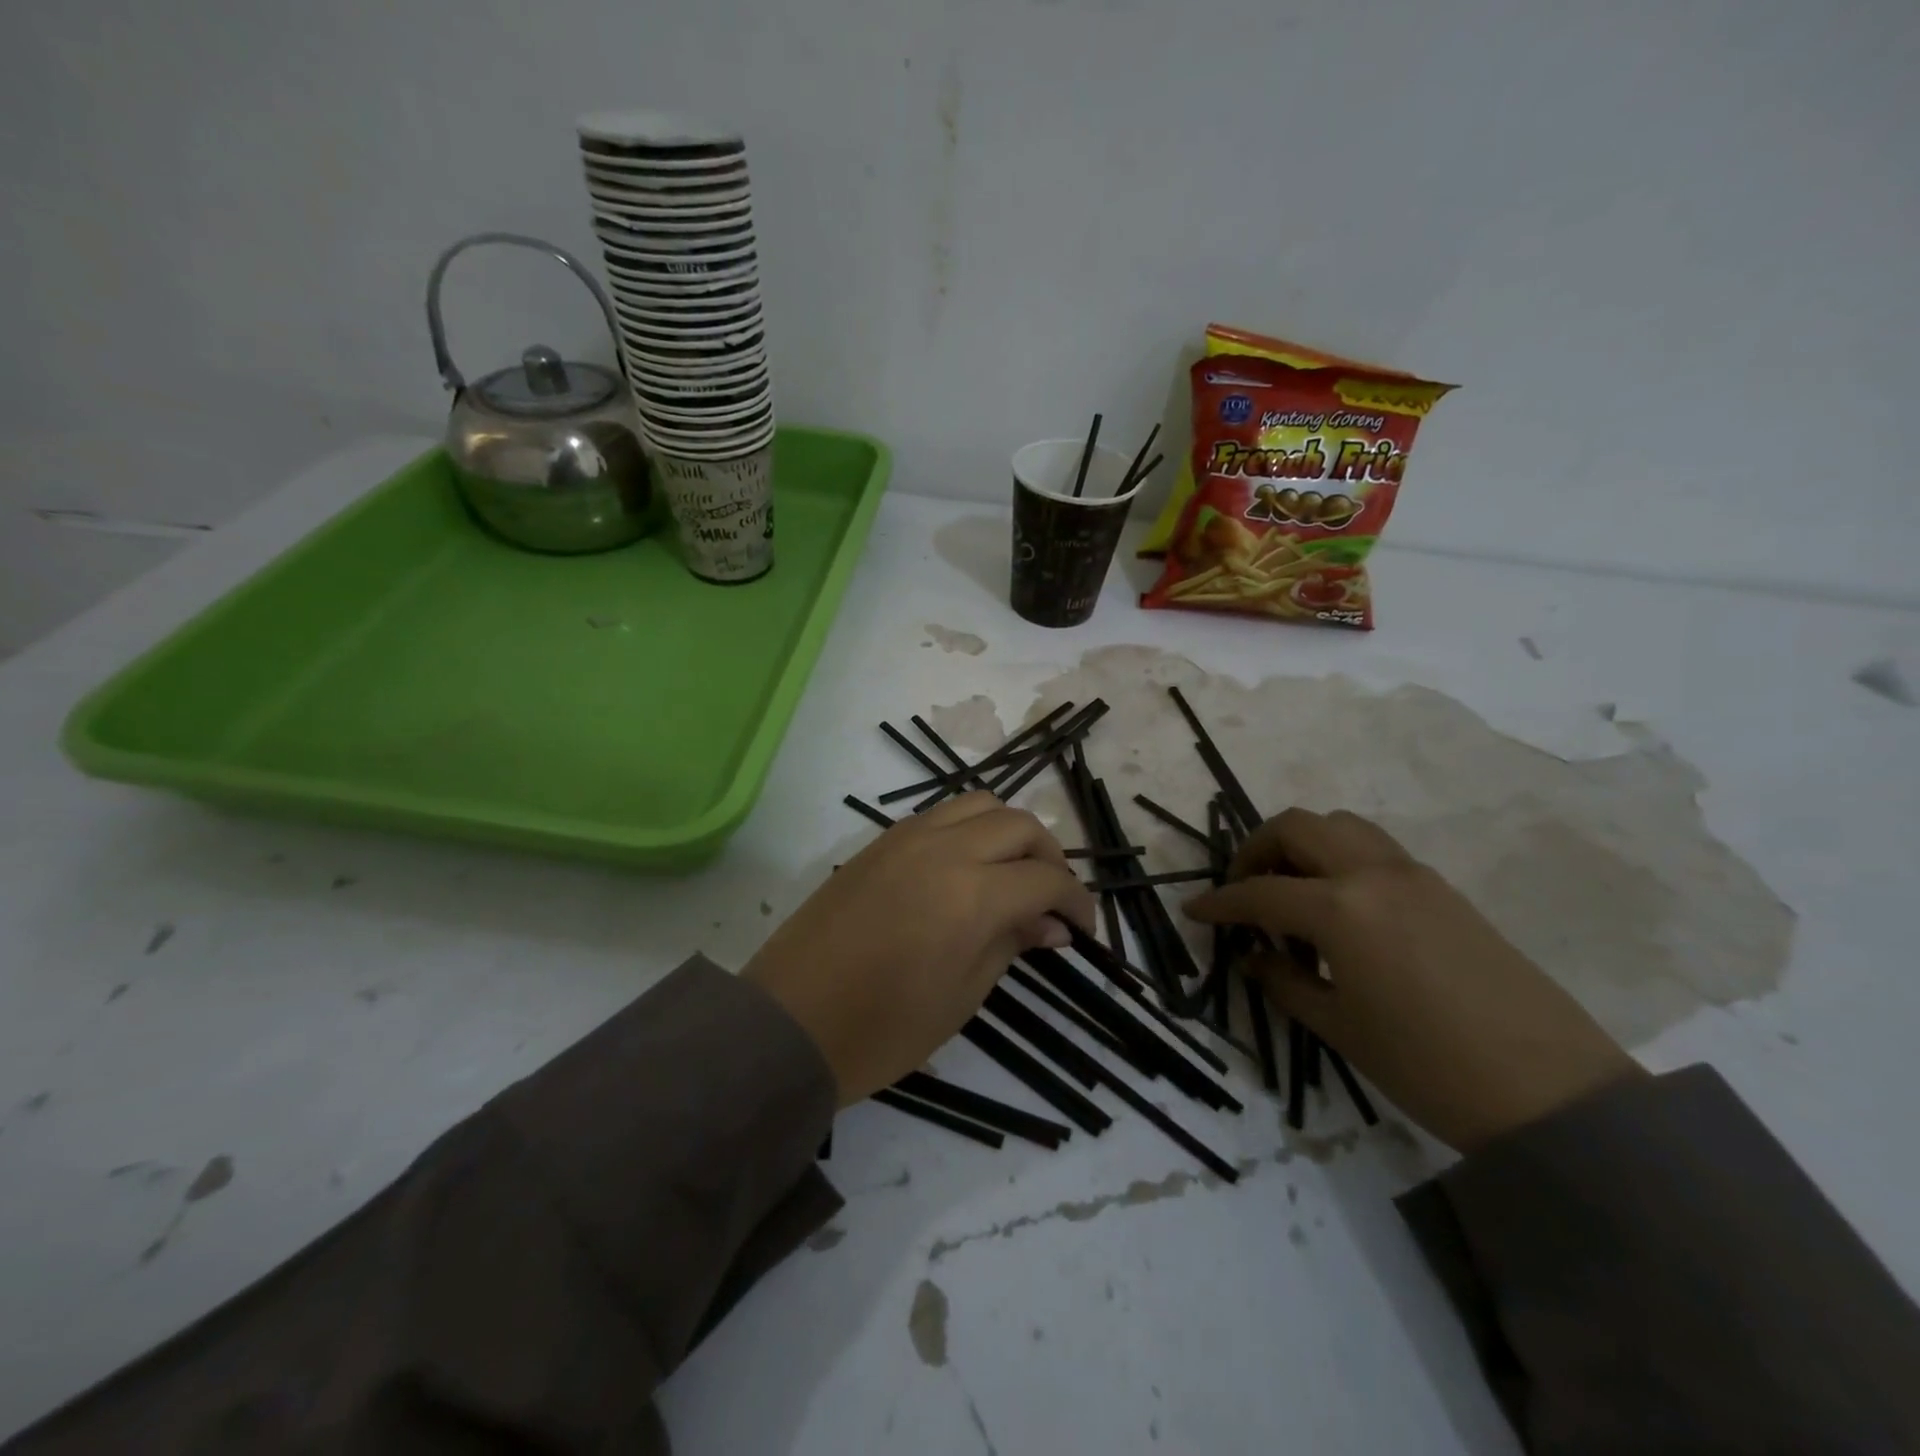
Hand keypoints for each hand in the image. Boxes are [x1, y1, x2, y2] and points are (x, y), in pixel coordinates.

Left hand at [744, 793, 1095, 1106]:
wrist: (789, 1023)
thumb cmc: (882, 1029)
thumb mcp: (962, 995)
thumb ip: (1011, 943)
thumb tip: (1052, 924)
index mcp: (972, 893)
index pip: (1045, 878)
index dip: (1075, 902)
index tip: (1082, 929)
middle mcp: (944, 848)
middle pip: (1020, 824)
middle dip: (1049, 857)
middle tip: (1052, 900)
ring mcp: (907, 837)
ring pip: (980, 804)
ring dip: (1010, 831)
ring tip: (1012, 873)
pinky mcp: (880, 841)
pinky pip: (940, 814)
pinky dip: (969, 829)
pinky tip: (967, 867)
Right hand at [1184, 808, 1640, 1152]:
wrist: (1552, 1094)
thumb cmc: (1428, 1067)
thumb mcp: (1339, 1027)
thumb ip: (1283, 982)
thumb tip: (1253, 958)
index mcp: (1340, 908)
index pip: (1259, 891)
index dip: (1219, 902)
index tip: (1194, 910)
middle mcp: (1373, 874)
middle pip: (1297, 826)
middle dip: (1257, 849)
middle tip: (1244, 890)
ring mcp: (1414, 875)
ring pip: (1340, 826)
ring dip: (1302, 845)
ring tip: (1291, 893)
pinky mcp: (1442, 889)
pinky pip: (1373, 850)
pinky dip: (1339, 860)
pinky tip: (1339, 910)